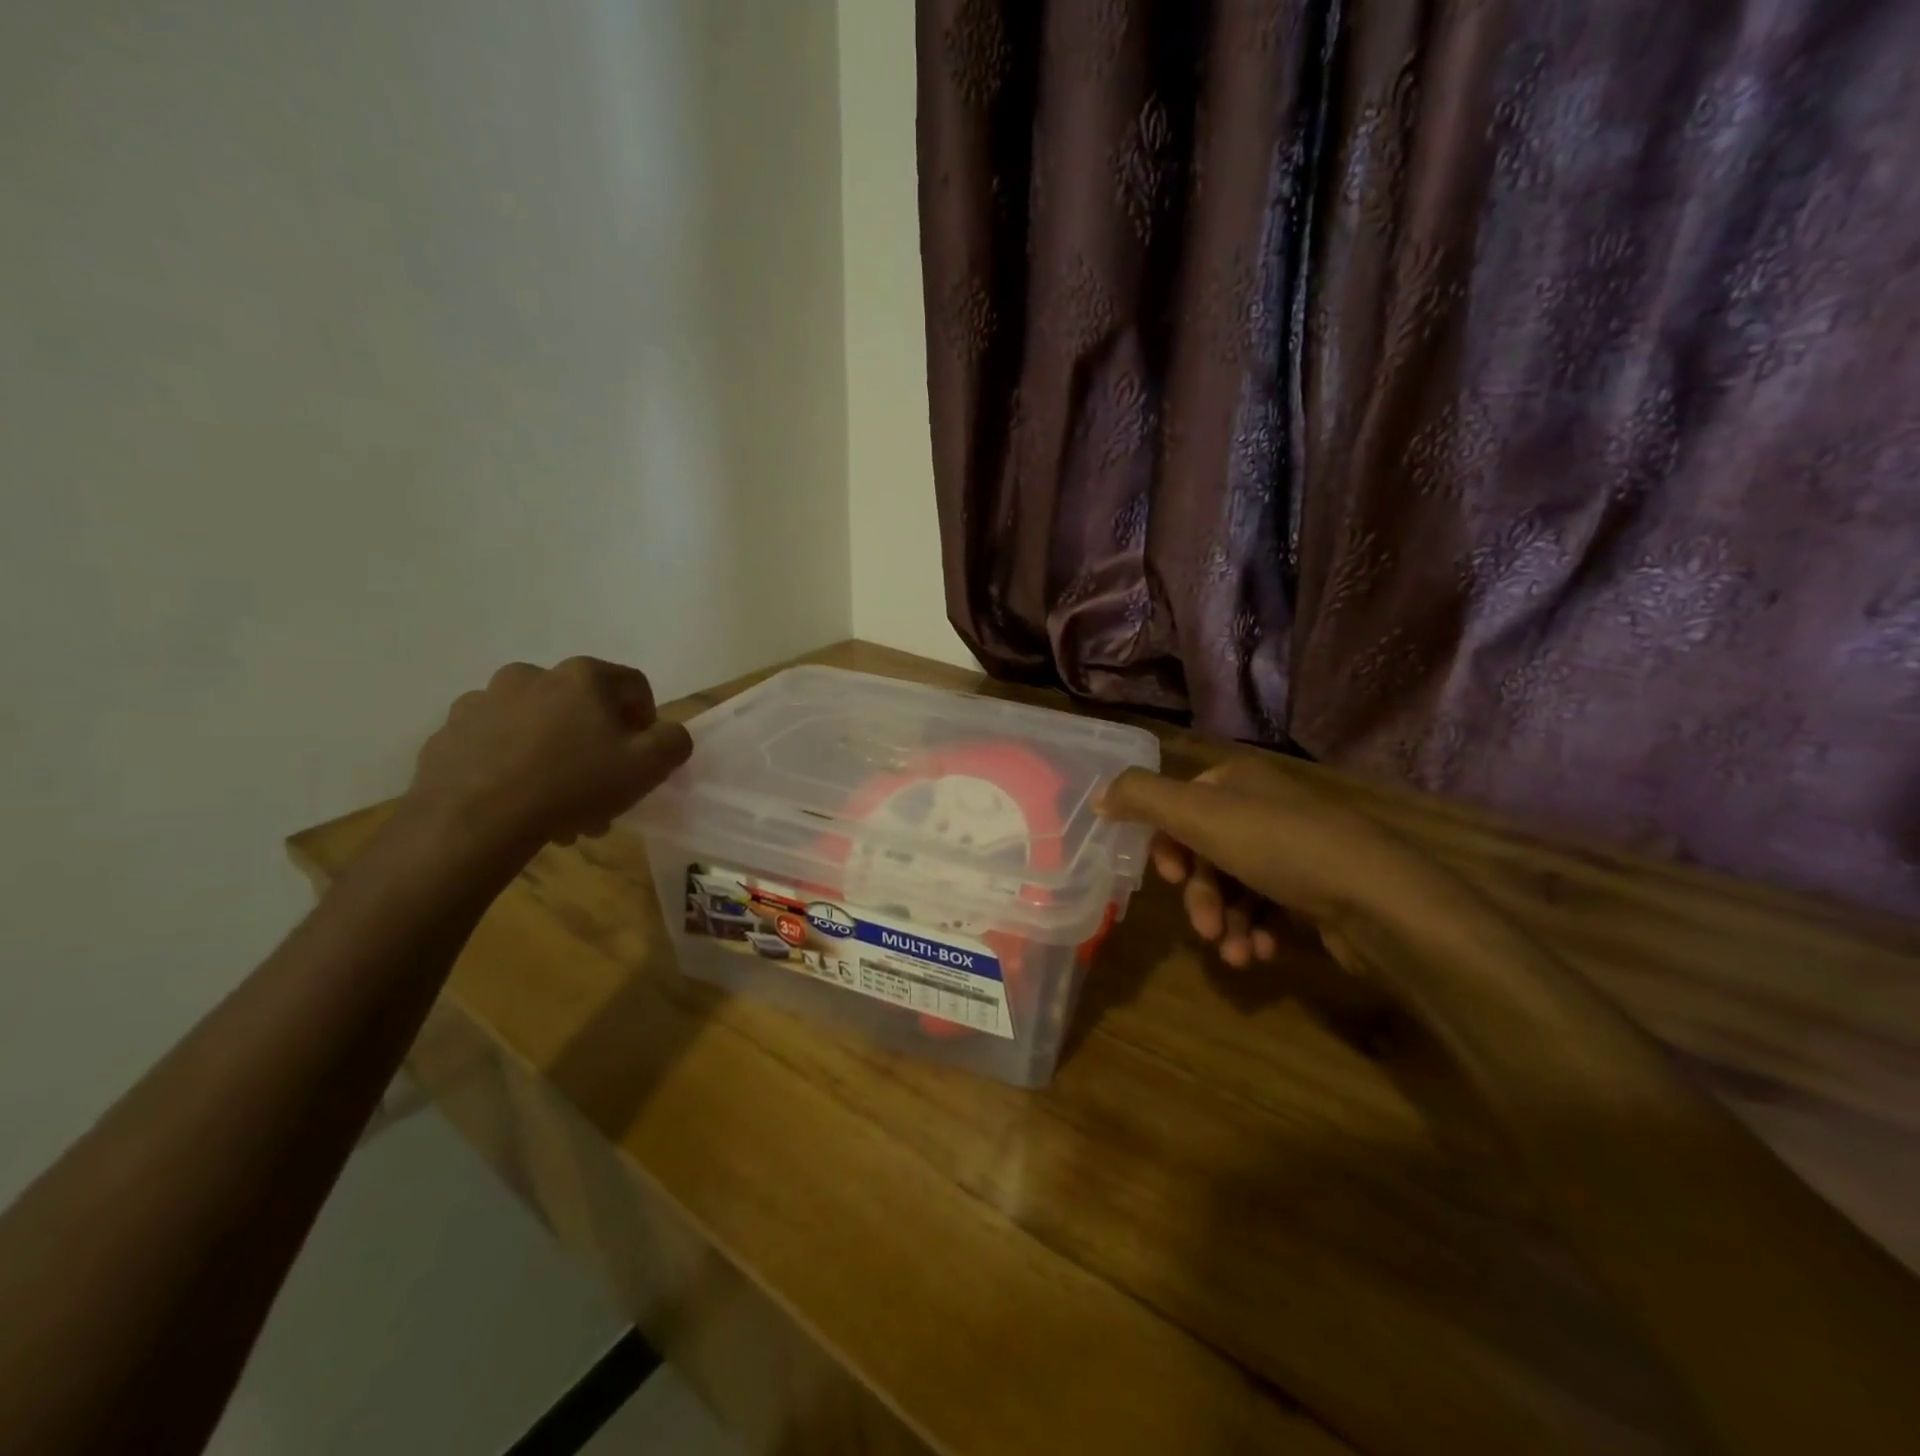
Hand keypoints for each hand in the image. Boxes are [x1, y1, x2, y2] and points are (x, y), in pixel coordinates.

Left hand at [404, 657, 692, 854]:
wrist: (473, 820)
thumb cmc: (573, 784)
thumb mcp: (649, 766)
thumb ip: (674, 741)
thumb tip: (668, 734)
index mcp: (582, 676)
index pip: (633, 686)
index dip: (647, 721)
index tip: (641, 758)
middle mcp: (532, 675)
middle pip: (582, 708)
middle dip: (597, 747)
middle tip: (601, 792)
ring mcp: (483, 701)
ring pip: (537, 727)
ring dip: (555, 757)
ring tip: (558, 806)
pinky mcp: (450, 732)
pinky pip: (495, 744)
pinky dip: (512, 765)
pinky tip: (518, 801)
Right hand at [1097, 754, 1463, 970]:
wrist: (1375, 897)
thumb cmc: (1277, 846)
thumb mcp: (1196, 814)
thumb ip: (1140, 799)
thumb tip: (1098, 797)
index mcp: (1236, 782)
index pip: (1180, 807)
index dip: (1168, 846)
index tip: (1170, 879)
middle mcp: (1264, 808)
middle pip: (1205, 853)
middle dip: (1199, 896)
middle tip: (1202, 928)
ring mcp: (1293, 849)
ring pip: (1233, 886)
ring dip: (1223, 923)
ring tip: (1233, 953)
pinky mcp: (1314, 890)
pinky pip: (1265, 908)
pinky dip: (1252, 931)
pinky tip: (1256, 952)